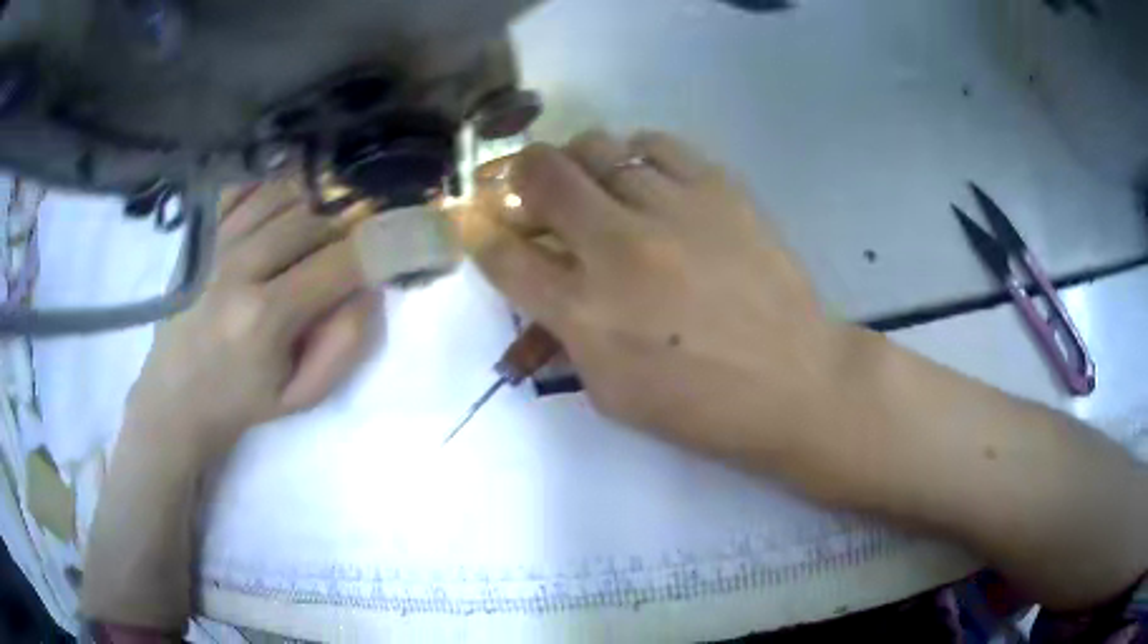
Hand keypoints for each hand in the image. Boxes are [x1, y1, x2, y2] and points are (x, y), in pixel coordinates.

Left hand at [127, 176, 380, 464]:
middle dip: (340, 235)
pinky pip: (245, 188)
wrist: (175, 396)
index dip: (376, 250)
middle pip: (311, 221)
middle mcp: (237, 268)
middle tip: (340, 258)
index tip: (395, 247)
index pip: (338, 262)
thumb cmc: (241, 401)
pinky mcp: (200, 235)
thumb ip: (345, 344)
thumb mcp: (303, 395)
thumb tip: (370, 287)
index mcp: (264, 317)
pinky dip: (271, 190)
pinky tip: (279, 213)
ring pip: (282, 196)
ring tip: (309, 240)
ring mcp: (215, 244)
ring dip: (309, 211)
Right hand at [462, 131, 843, 466]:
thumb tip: (538, 303)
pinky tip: (646, 177)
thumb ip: (565, 339)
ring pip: (596, 146)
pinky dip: (636, 154)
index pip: (502, 253)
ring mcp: (671, 209)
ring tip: (594, 183)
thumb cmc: (700, 406)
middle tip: (531, 186)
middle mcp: (617, 248)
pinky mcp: (718, 188)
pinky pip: (656, 144)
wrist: (794, 381)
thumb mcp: (612, 394)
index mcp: (584, 313)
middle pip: (540, 174)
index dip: (477, 229)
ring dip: (579, 163)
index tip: (475, 219)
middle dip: (520, 174)